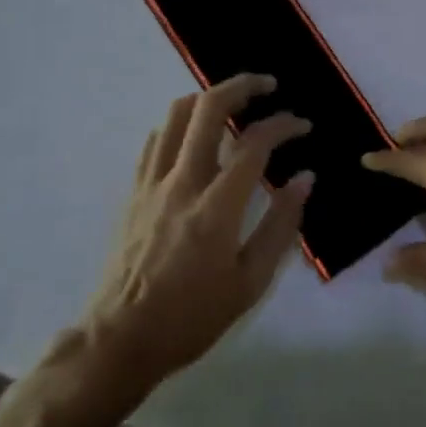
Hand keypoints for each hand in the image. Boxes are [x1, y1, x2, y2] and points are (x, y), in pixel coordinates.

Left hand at [81, 74, 313, 396]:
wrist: (120, 340)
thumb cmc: (191, 317)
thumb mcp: (250, 283)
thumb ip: (281, 225)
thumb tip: (305, 179)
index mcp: (216, 206)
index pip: (255, 143)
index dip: (284, 125)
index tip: (303, 125)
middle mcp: (182, 182)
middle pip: (209, 108)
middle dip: (242, 86)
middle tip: (267, 86)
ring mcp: (152, 183)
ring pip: (177, 114)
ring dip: (209, 98)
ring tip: (233, 103)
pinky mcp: (134, 191)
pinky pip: (156, 140)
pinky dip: (180, 124)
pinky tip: (195, 135)